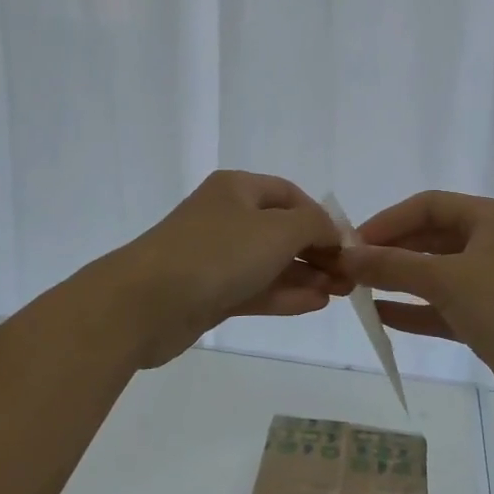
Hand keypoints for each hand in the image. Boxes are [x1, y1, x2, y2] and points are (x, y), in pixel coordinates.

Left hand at [114, 171, 348, 367]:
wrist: (144, 304)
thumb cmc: (217, 254)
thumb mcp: (278, 230)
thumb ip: (314, 225)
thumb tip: (334, 231)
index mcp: (237, 189)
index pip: (290, 195)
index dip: (321, 217)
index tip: (347, 245)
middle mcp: (226, 217)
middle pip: (281, 230)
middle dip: (318, 251)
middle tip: (349, 276)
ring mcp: (215, 257)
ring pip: (270, 263)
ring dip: (306, 275)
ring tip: (341, 293)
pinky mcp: (208, 293)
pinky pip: (255, 289)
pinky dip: (284, 294)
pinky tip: (315, 304)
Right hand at [341, 191, 493, 430]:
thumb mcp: (448, 279)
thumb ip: (394, 266)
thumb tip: (346, 255)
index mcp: (490, 218)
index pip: (428, 205)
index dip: (388, 220)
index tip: (351, 242)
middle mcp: (491, 244)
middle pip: (430, 238)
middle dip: (390, 251)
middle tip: (349, 269)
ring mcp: (492, 283)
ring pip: (435, 275)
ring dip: (399, 281)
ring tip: (357, 291)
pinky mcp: (491, 320)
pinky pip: (443, 308)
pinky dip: (415, 311)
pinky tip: (381, 317)